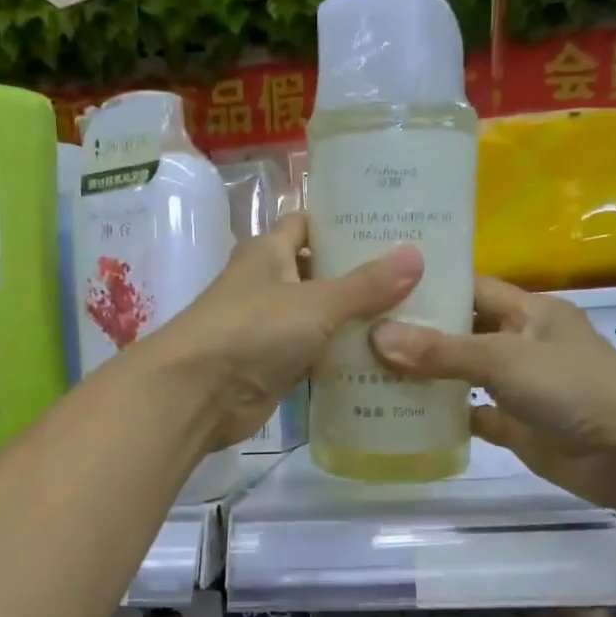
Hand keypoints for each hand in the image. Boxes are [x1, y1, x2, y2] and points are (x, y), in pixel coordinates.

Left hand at [148, 213, 423, 451]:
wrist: (198, 393)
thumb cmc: (252, 330)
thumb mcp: (316, 302)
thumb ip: (365, 285)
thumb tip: (416, 256)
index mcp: (268, 252)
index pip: (307, 224)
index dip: (342, 223)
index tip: (389, 227)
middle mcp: (267, 285)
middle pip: (319, 273)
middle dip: (360, 276)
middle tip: (417, 277)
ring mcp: (269, 329)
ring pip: (320, 319)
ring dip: (356, 321)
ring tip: (412, 318)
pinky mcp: (274, 367)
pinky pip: (315, 356)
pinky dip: (342, 358)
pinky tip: (384, 360)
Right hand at [370, 276, 615, 505]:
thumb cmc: (572, 387)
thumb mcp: (503, 358)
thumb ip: (441, 351)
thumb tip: (377, 338)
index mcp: (528, 311)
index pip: (472, 288)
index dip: (431, 286)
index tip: (380, 287)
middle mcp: (521, 343)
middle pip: (461, 331)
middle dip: (417, 333)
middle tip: (361, 332)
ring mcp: (518, 387)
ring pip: (462, 375)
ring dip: (425, 376)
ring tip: (368, 371)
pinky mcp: (515, 425)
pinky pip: (471, 415)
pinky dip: (443, 416)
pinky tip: (402, 415)